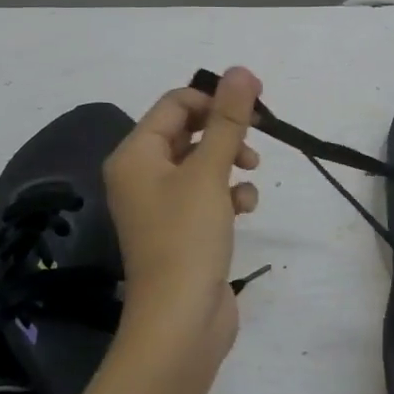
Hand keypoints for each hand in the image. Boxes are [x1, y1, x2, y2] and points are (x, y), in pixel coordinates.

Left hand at [104, 67, 261, 365]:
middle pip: (189, 131)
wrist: (180, 322)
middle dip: (226, 131)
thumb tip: (240, 70)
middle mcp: (142, 175)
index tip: (254, 105)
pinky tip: (245, 208)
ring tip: (250, 174)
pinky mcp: (183, 229)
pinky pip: (208, 193)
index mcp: (136, 155)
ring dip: (231, 161)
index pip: (175, 103)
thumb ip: (228, 119)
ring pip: (203, 162)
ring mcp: (162, 204)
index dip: (215, 98)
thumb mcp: (210, 172)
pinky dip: (229, 193)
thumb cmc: (187, 238)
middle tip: (258, 136)